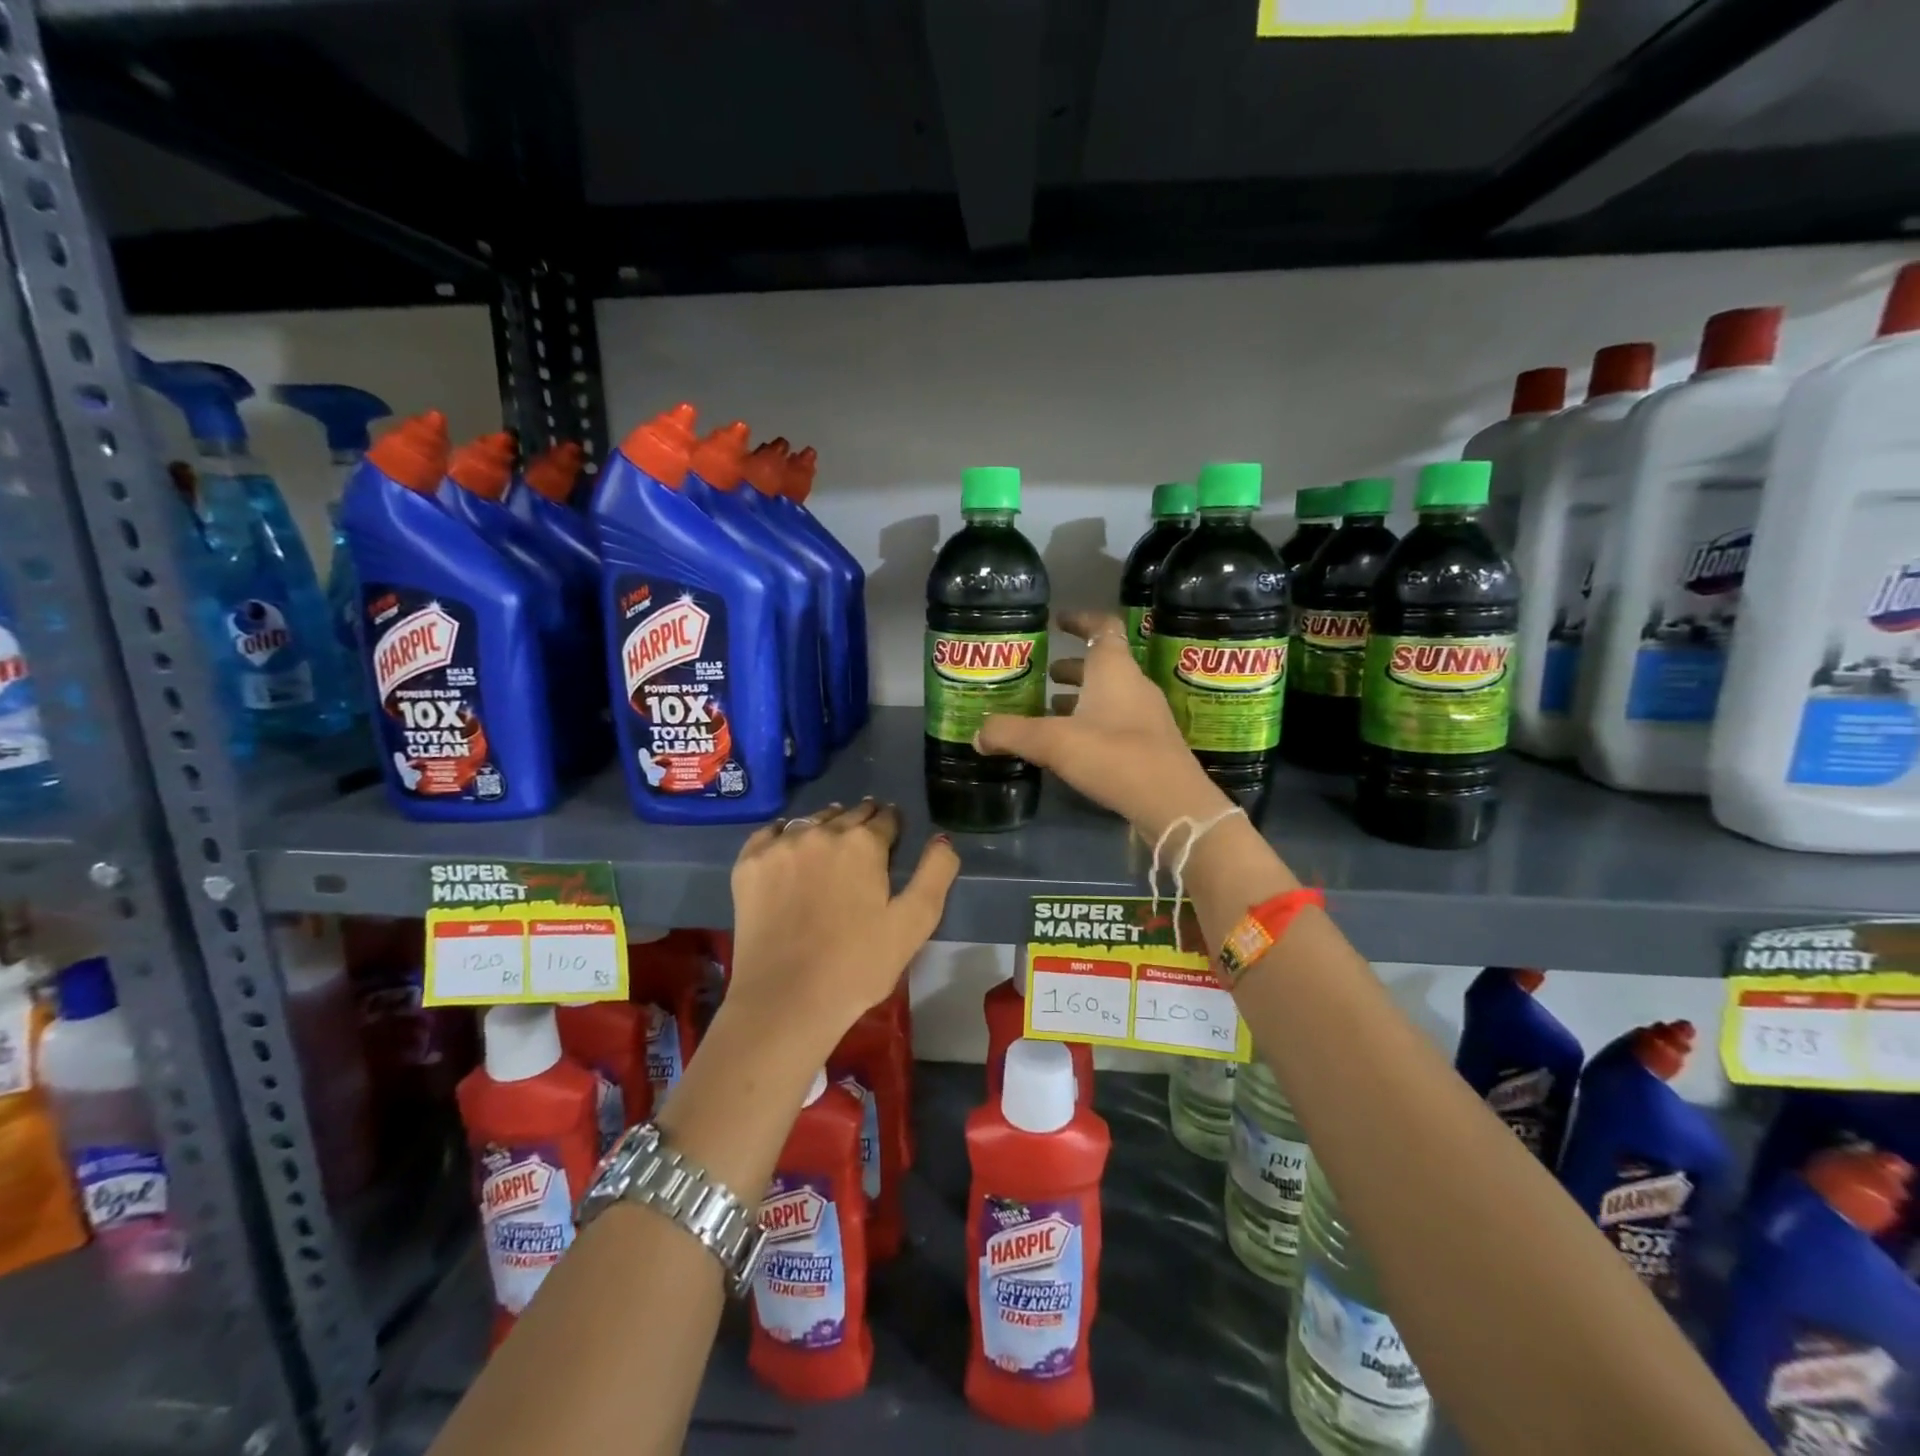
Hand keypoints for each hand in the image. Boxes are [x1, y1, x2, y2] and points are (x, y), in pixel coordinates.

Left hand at [726, 800, 958, 1057]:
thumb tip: (942, 838)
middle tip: (866, 836)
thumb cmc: (858, 965)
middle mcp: (821, 832)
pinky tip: (788, 847)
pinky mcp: (749, 864)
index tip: (893, 834)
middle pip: (849, 815)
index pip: (886, 819)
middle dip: (862, 821)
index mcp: (864, 843)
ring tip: (831, 840)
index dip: (893, 826)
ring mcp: (780, 845)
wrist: (786, 1000)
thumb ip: (935, 872)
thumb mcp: (915, 922)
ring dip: (826, 825)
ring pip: (811, 821)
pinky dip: (783, 834)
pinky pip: (770, 832)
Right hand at [976, 610, 1232, 839]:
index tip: (1058, 622)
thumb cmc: (1113, 755)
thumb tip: (978, 734)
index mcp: (1114, 669)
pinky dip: (1092, 723)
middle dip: (1072, 668)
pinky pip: (1116, 721)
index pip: (1102, 628)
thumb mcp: (1051, 742)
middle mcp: (1134, 685)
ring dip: (1081, 698)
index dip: (1080, 620)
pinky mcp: (1151, 744)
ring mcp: (1147, 716)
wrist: (1171, 803)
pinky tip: (1071, 745)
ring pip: (1109, 695)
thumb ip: (1011, 733)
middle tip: (1043, 675)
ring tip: (1049, 710)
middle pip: (1103, 665)